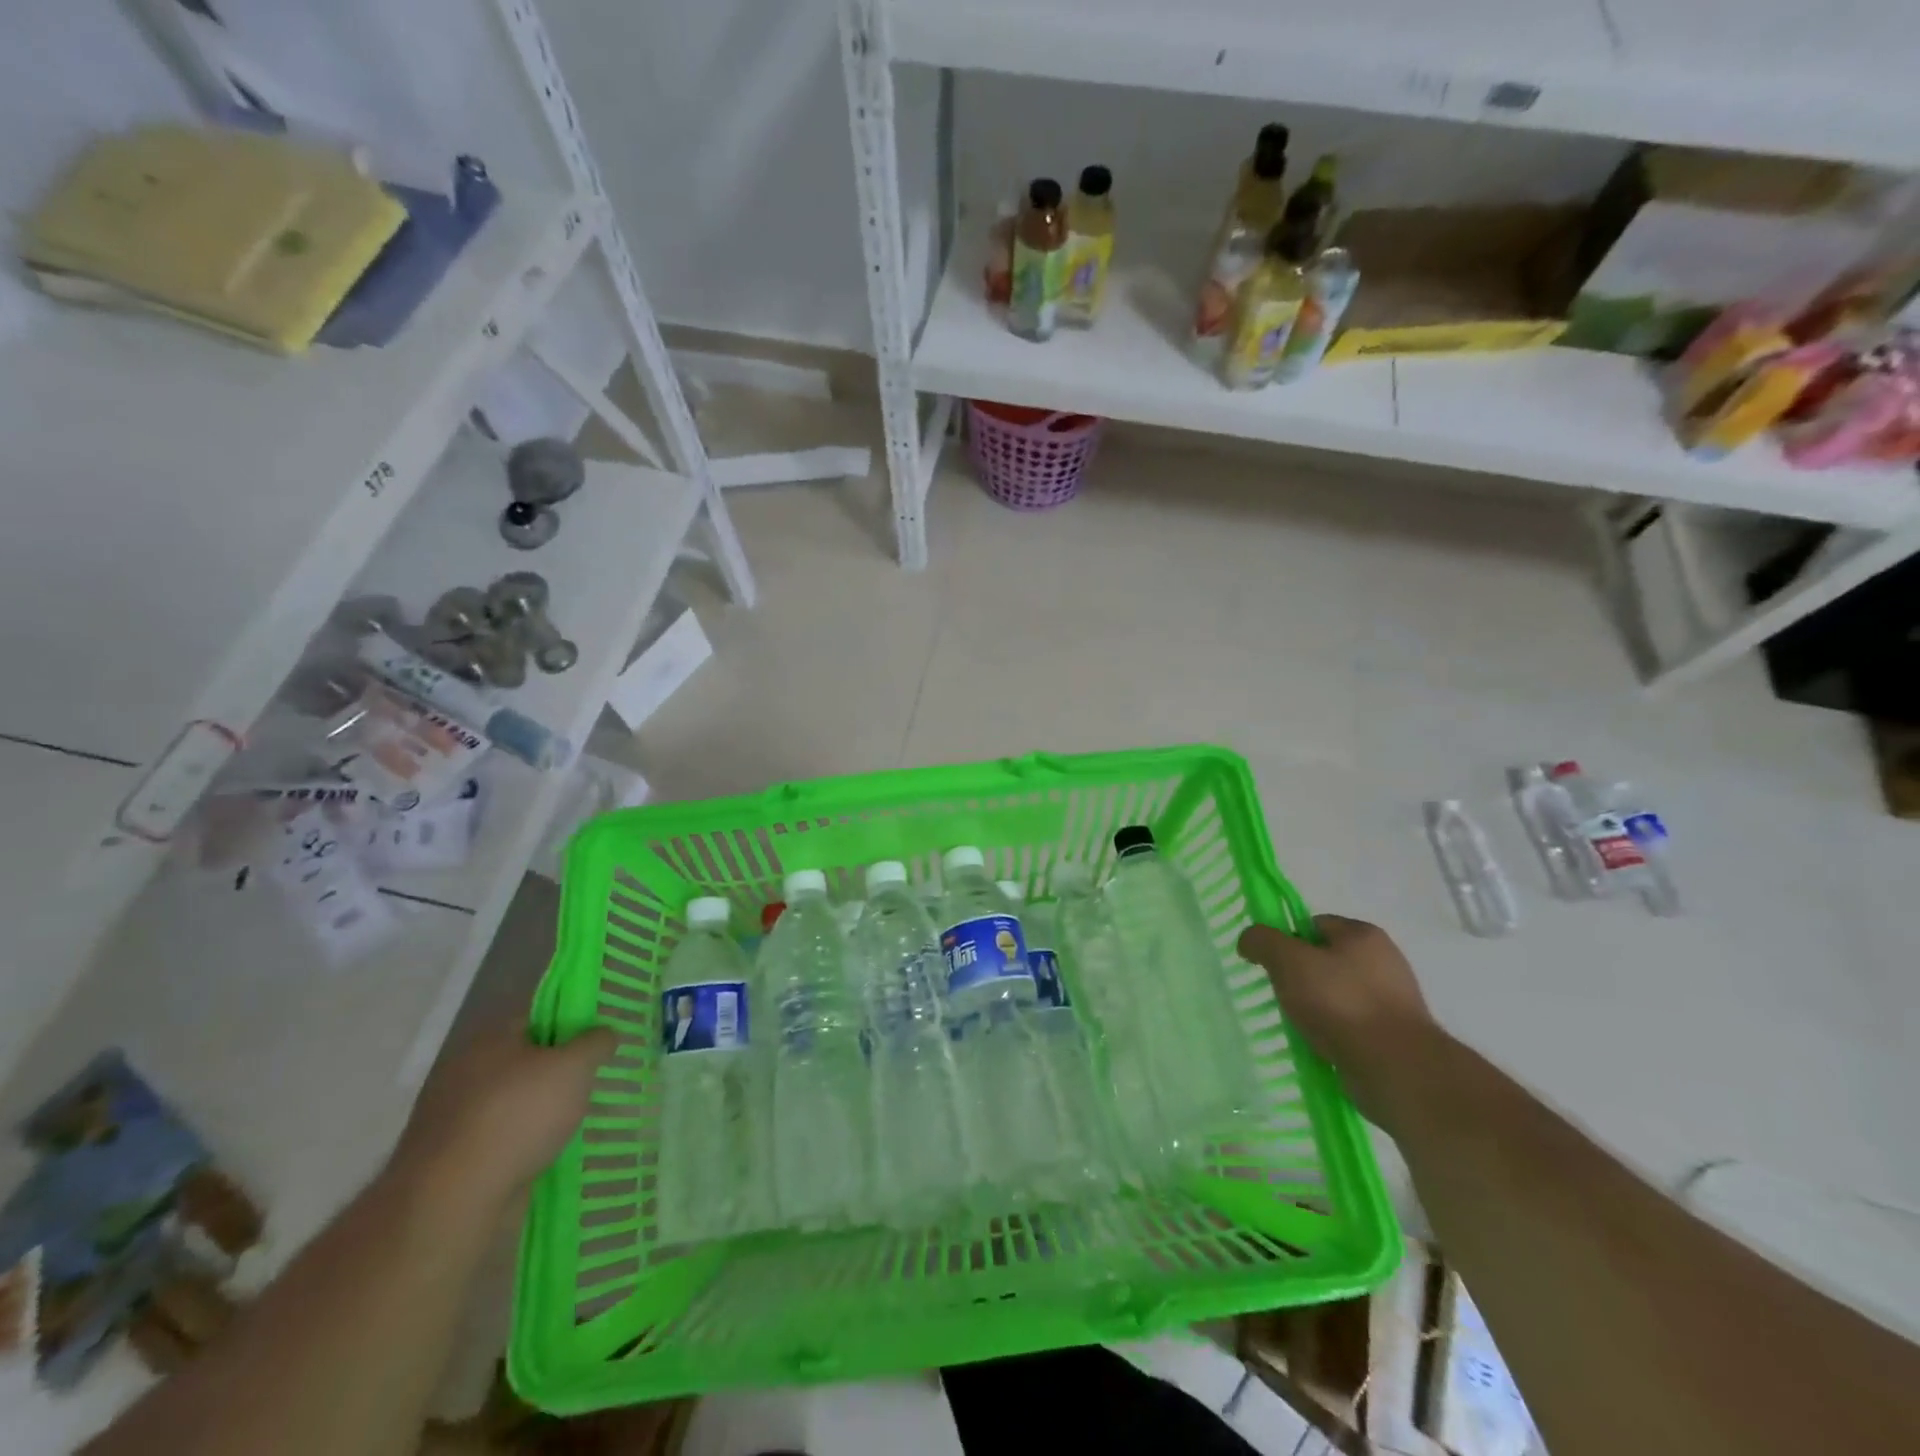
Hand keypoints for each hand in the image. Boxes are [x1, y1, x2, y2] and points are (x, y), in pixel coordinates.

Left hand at [392, 1019, 616, 1212]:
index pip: (536, 1018)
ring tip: (574, 1124)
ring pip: (510, 1103)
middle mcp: (464, 1071)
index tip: (595, 1044)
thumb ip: (596, 1043)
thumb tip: (606, 1033)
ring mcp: (452, 1117)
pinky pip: (497, 1140)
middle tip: (589, 1083)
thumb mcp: (575, 1067)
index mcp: (489, 1039)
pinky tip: (546, 1155)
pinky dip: (520, 1145)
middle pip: (522, 1061)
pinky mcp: (449, 1160)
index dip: (569, 1026)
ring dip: (537, 1112)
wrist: (454, 1200)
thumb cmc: (519, 1116)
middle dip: (554, 1073)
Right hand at [1238, 914, 1436, 1123]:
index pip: (1314, 924)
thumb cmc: (1340, 1003)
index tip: (1272, 966)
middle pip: (1325, 959)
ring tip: (1300, 1026)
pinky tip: (1321, 1047)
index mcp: (1363, 934)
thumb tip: (1249, 940)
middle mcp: (1384, 960)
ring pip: (1337, 995)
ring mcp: (1394, 1000)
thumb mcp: (1288, 961)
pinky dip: (1334, 1033)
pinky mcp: (1396, 1035)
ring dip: (1316, 1008)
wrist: (1397, 1069)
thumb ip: (1263, 941)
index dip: (1287, 941)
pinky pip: (1352, 1025)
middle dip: (1300, 977)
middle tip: (1282, 996)